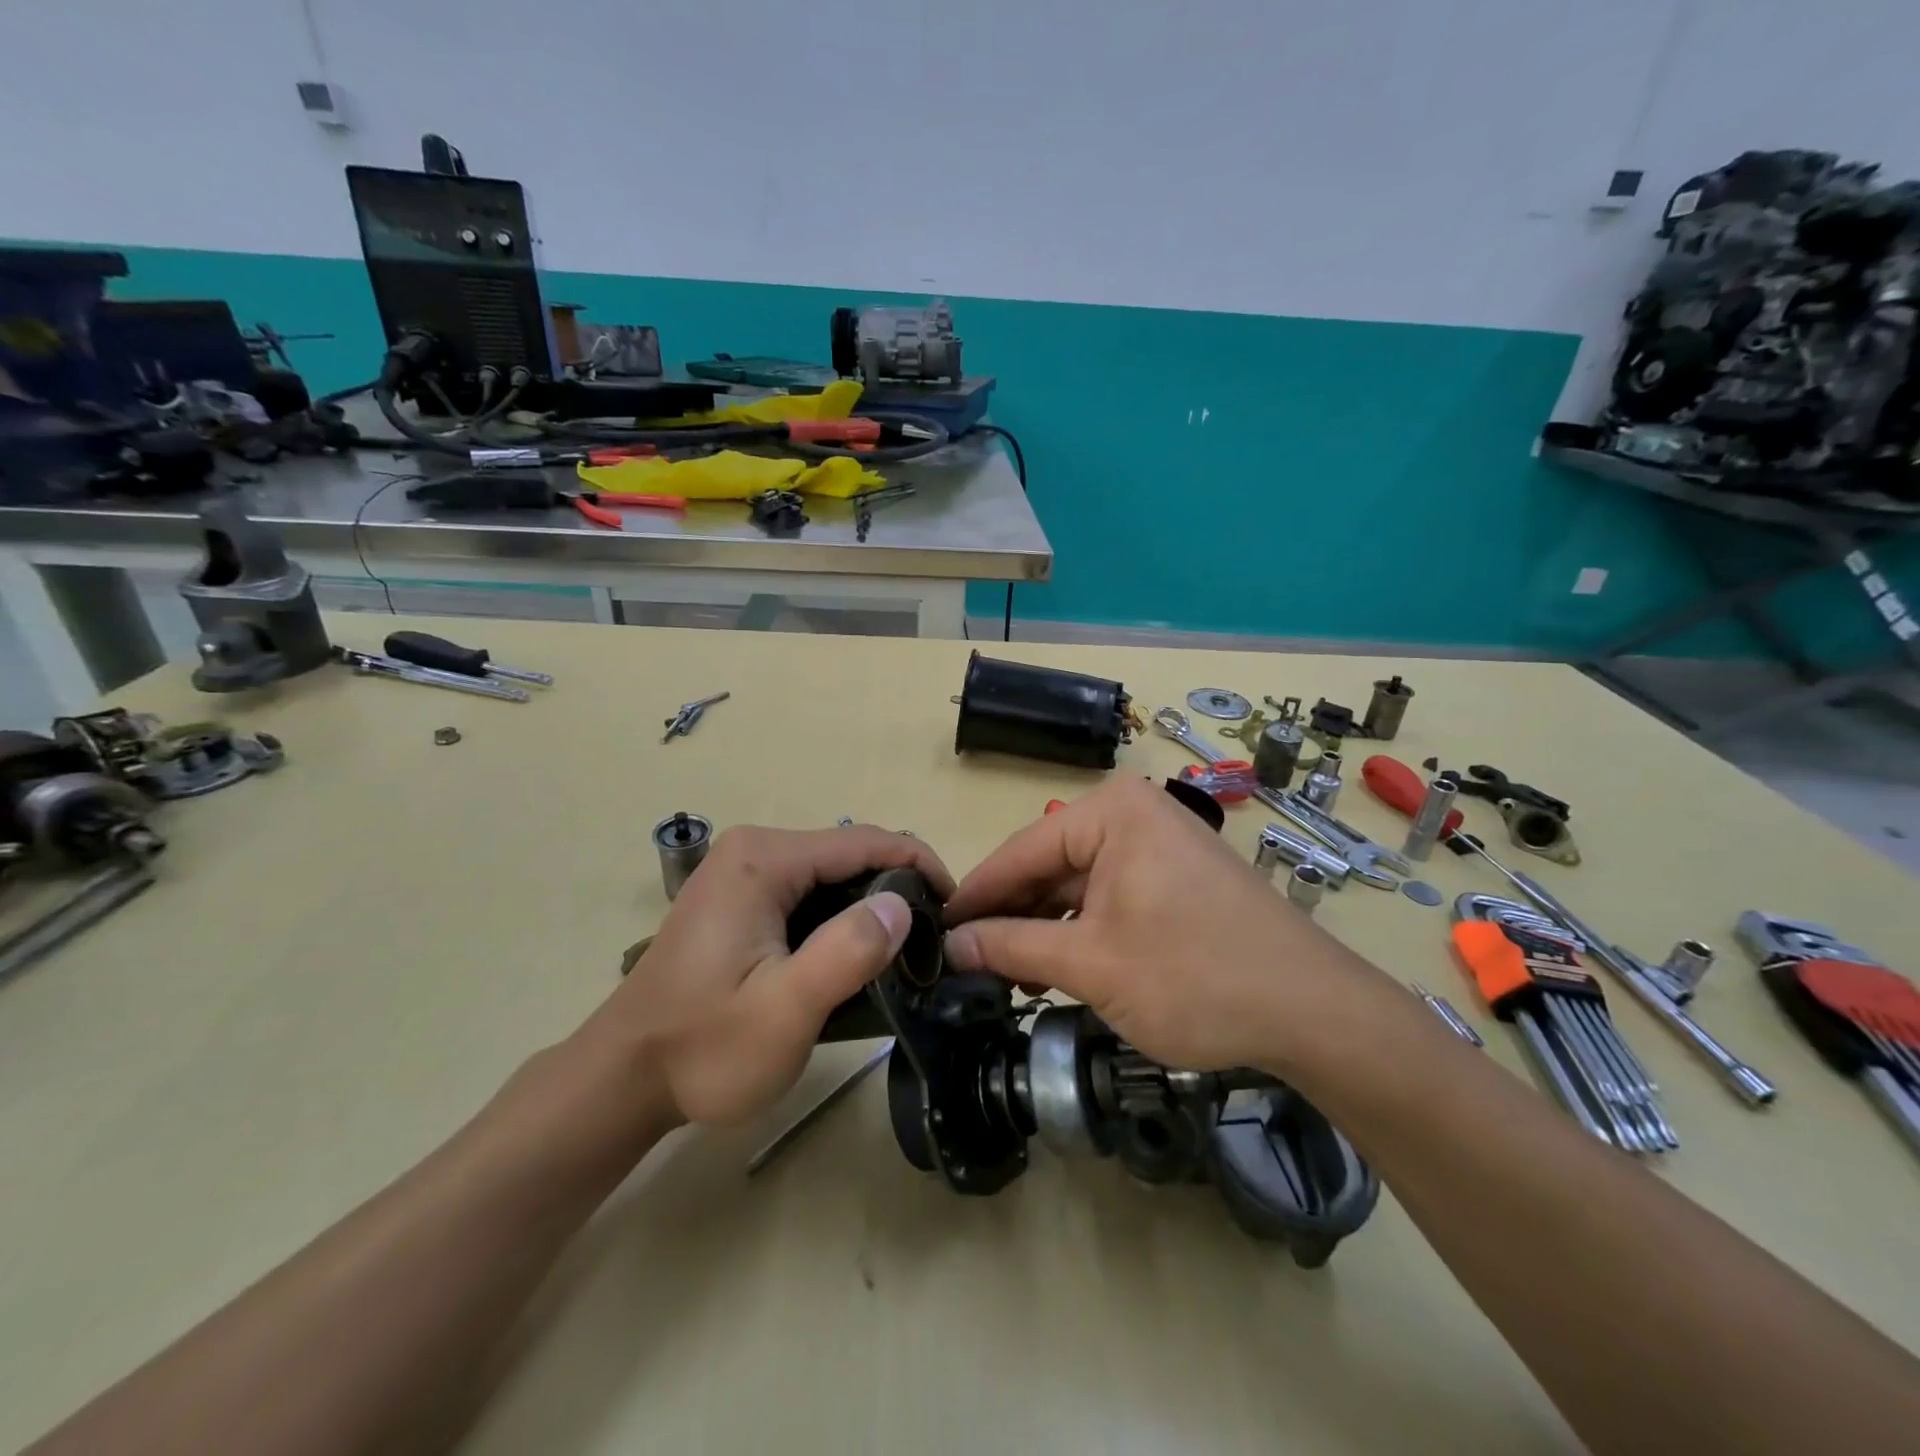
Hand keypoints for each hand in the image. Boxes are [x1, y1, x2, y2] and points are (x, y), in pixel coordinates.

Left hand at [582, 825, 953, 1125]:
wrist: (622, 1079)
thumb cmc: (703, 1048)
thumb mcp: (784, 1010)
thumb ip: (845, 953)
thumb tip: (903, 906)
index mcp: (765, 859)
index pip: (866, 841)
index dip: (920, 867)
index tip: (955, 909)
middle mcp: (755, 849)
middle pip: (850, 854)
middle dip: (897, 890)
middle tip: (931, 945)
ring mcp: (743, 871)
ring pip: (832, 875)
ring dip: (871, 907)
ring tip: (904, 954)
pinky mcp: (740, 897)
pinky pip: (808, 893)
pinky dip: (840, 917)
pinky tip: (855, 955)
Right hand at [942, 777, 1390, 1074]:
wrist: (1314, 1012)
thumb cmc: (1195, 976)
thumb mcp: (1091, 964)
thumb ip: (1012, 948)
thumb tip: (950, 945)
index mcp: (1110, 812)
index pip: (1020, 850)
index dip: (974, 896)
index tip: (934, 931)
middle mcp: (1132, 814)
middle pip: (1048, 866)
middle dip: (1010, 917)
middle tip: (965, 964)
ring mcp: (1157, 845)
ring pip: (1077, 886)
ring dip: (1043, 930)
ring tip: (1006, 978)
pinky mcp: (1174, 878)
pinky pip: (1108, 897)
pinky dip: (1080, 932)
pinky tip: (1055, 970)